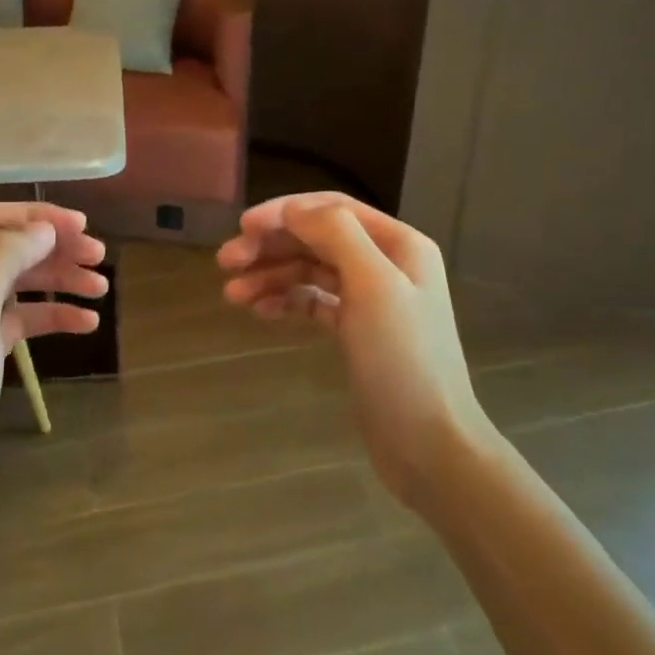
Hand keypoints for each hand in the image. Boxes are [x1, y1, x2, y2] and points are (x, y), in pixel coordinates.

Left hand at [0, 202, 106, 543]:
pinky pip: (24, 322)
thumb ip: (4, 261)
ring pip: (20, 286)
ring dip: (60, 281)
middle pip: (9, 251)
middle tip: (100, 257)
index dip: (35, 217)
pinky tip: (87, 324)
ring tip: (102, 288)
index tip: (81, 227)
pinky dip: (54, 317)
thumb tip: (43, 229)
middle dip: (55, 249)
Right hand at [217, 193, 494, 513]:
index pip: (332, 209)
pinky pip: (313, 302)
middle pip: (317, 239)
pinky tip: (259, 311)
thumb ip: (336, 235)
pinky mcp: (356, 333)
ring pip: (310, 271)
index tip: (242, 227)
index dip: (284, 212)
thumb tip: (292, 209)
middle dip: (271, 246)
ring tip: (231, 295)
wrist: (430, 446)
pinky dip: (286, 301)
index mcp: (399, 244)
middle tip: (225, 262)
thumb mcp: (373, 287)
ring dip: (271, 275)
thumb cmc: (403, 360)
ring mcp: (371, 300)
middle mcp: (386, 264)